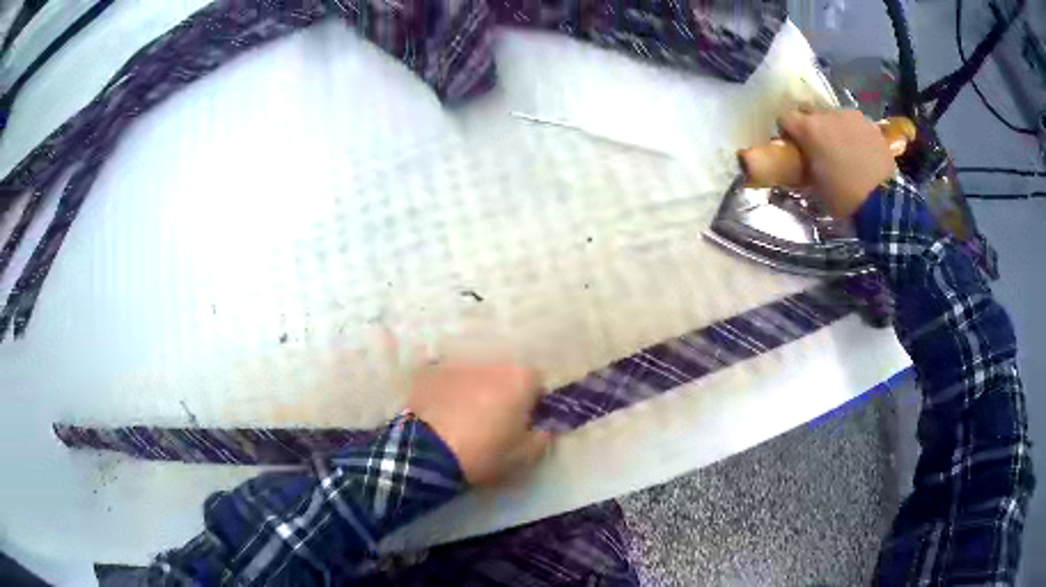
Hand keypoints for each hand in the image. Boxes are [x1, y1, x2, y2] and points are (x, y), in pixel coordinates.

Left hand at [406, 360, 551, 485]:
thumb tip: (544, 429)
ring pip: (476, 377)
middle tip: (495, 422)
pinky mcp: (430, 372)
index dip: (533, 403)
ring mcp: (458, 364)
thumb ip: (543, 438)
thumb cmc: (485, 453)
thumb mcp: (525, 456)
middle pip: (505, 375)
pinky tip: (442, 414)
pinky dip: (449, 392)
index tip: (524, 423)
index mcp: (520, 378)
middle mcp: (491, 362)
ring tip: (464, 418)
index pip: (537, 383)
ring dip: (475, 391)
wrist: (428, 452)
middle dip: (503, 394)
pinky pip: (448, 381)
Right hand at [778, 109, 896, 218]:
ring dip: (834, 128)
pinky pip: (855, 124)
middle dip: (810, 125)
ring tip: (843, 149)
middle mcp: (827, 114)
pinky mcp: (871, 124)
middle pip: (810, 111)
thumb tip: (804, 159)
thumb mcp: (816, 185)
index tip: (792, 145)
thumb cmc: (844, 197)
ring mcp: (851, 116)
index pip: (785, 117)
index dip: (787, 130)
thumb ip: (806, 163)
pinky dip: (854, 134)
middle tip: (817, 146)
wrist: (883, 202)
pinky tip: (860, 151)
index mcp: (809, 129)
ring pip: (835, 116)